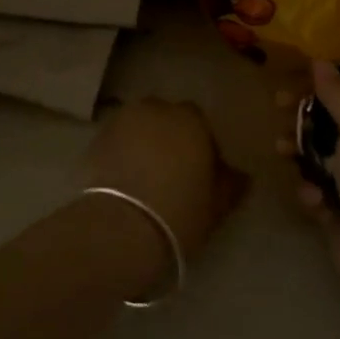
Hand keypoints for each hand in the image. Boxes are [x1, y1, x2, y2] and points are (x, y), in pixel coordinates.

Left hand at [84, 98, 248, 269]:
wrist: (120, 228)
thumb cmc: (179, 213)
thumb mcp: (217, 205)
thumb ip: (232, 183)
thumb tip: (241, 174)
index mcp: (191, 120)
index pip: (200, 122)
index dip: (201, 144)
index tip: (200, 170)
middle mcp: (156, 110)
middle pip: (167, 119)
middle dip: (171, 137)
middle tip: (172, 170)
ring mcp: (122, 121)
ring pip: (140, 126)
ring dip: (145, 141)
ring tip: (145, 173)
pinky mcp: (97, 138)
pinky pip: (118, 140)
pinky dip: (122, 151)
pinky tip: (124, 178)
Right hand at [285, 60, 339, 312]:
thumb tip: (320, 62)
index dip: (333, 79)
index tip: (299, 76)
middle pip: (337, 121)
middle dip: (306, 115)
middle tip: (278, 107)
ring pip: (322, 156)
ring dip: (300, 151)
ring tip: (281, 151)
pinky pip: (320, 191)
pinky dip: (312, 192)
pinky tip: (314, 201)